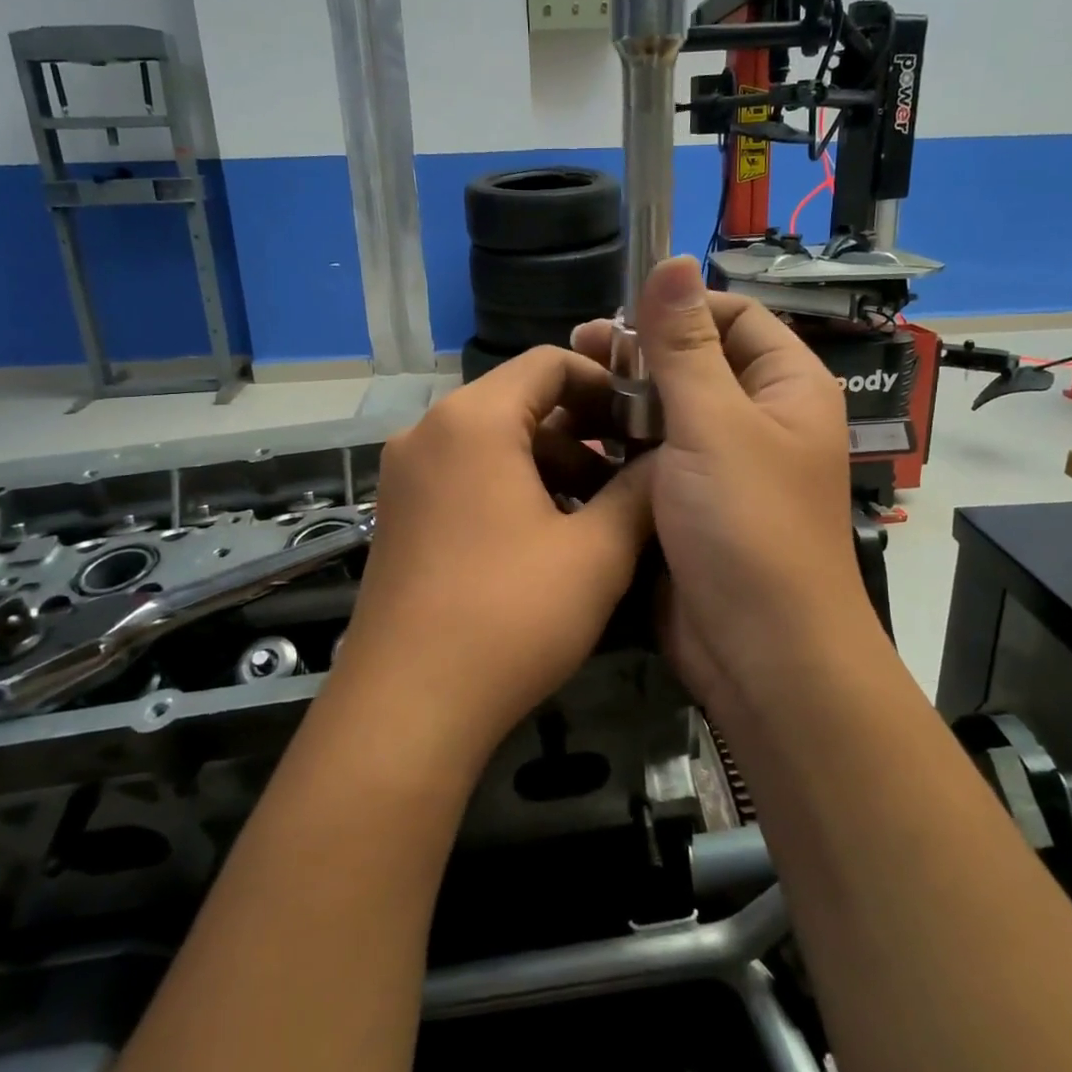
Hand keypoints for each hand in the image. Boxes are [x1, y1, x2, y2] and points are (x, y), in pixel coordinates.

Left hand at [330, 347, 654, 770]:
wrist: (407, 708)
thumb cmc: (510, 616)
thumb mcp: (596, 552)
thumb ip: (640, 492)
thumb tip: (672, 460)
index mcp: (472, 420)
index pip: (548, 363)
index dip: (606, 383)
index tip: (645, 423)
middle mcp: (428, 432)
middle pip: (519, 402)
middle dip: (583, 432)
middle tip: (630, 475)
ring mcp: (405, 476)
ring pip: (494, 443)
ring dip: (551, 465)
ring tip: (597, 515)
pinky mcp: (399, 515)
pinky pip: (466, 476)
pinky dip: (513, 489)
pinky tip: (549, 539)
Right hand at [571, 257, 877, 716]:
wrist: (759, 652)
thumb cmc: (747, 525)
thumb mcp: (714, 423)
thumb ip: (686, 344)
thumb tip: (674, 259)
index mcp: (786, 387)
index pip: (735, 317)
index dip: (680, 309)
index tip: (619, 316)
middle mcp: (758, 420)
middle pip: (695, 364)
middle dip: (639, 356)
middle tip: (577, 350)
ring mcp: (721, 467)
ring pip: (666, 414)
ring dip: (620, 402)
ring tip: (563, 393)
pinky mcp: (687, 506)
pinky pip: (650, 459)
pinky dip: (616, 448)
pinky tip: (569, 442)